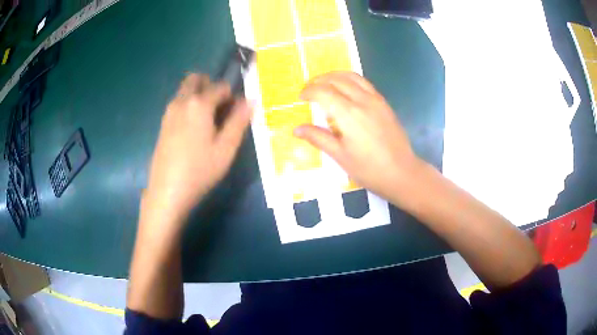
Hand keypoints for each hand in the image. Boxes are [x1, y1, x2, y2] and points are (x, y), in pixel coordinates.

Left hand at [145, 74, 251, 220]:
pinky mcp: (163, 123)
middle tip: (219, 109)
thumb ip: (239, 121)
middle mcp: (181, 101)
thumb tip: (250, 100)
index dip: (232, 97)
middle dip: (211, 86)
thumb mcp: (226, 148)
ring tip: (208, 123)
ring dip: (199, 96)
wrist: (167, 192)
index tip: (235, 114)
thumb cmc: (200, 171)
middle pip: (196, 79)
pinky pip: (178, 103)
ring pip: (185, 90)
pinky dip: (189, 106)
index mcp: (199, 104)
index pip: (220, 86)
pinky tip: (193, 132)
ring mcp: (169, 111)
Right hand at [294, 71, 421, 203]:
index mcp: (349, 114)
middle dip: (319, 80)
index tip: (300, 98)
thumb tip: (296, 129)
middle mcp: (362, 100)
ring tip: (324, 84)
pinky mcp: (384, 103)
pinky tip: (345, 90)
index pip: (323, 92)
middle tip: (308, 89)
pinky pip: (364, 83)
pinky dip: (350, 80)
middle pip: (336, 79)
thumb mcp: (340, 156)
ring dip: (334, 76)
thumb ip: (318, 138)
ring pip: (352, 76)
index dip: (309, 91)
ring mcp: (376, 99)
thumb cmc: (369, 169)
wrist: (401, 172)